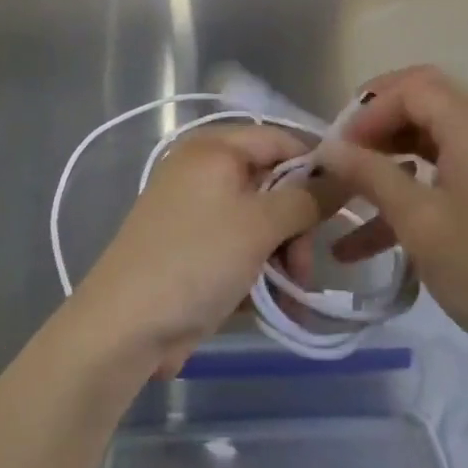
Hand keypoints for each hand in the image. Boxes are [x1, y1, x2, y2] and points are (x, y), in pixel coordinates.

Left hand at [71, 126, 327, 379]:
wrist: (123, 327)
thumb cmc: (196, 259)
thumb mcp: (259, 225)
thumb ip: (306, 199)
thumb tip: (344, 176)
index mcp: (215, 148)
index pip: (280, 139)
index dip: (315, 167)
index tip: (344, 204)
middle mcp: (205, 170)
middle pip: (272, 184)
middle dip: (296, 226)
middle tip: (304, 267)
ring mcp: (197, 210)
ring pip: (260, 221)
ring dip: (282, 256)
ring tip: (291, 296)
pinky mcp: (194, 248)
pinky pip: (240, 247)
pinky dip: (260, 271)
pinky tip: (275, 305)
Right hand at [312, 66, 467, 368]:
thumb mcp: (418, 221)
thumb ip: (369, 175)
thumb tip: (327, 148)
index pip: (411, 88)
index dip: (368, 110)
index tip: (337, 150)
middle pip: (423, 101)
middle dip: (377, 123)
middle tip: (343, 154)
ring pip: (432, 137)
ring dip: (390, 158)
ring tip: (349, 192)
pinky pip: (447, 171)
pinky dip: (412, 188)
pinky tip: (370, 237)